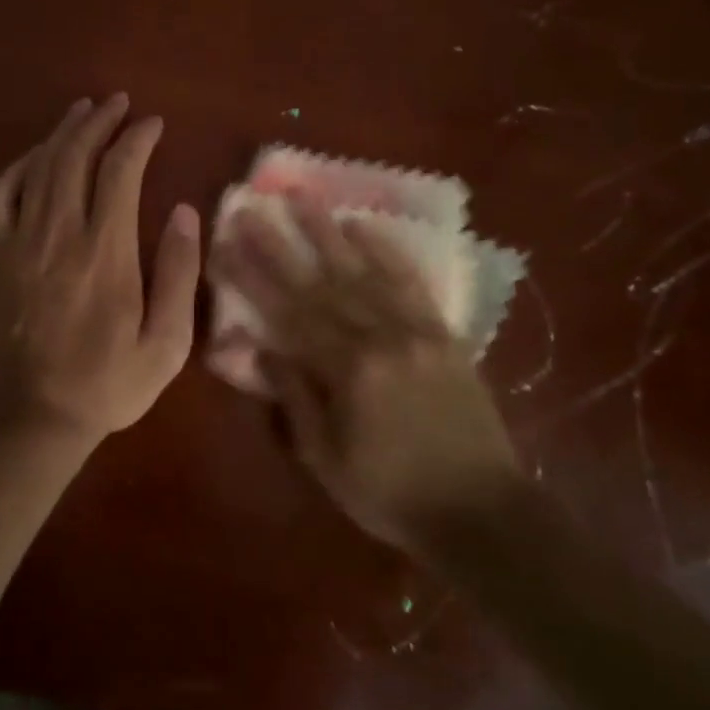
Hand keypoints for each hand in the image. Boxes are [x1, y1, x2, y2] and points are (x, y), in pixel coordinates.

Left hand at [0, 95, 201, 445]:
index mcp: (106, 253)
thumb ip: (177, 274)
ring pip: (39, 167)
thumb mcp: (165, 344)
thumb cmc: (107, 384)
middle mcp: (60, 234)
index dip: (137, 139)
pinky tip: (36, 155)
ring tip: (82, 110)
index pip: (120, 172)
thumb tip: (183, 212)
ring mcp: (21, 242)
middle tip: (119, 102)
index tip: (153, 123)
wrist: (32, 416)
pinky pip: (0, 195)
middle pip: (76, 157)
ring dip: (63, 132)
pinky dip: (18, 166)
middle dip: (99, 121)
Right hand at [210, 197, 518, 549]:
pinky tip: (364, 226)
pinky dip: (386, 250)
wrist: (483, 513)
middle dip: (280, 243)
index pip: (286, 312)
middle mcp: (379, 338)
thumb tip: (257, 347)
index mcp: (347, 371)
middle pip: (319, 282)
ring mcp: (415, 330)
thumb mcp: (326, 459)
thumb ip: (293, 397)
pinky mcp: (443, 333)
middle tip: (252, 208)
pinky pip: (411, 281)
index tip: (226, 244)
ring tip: (302, 197)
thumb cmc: (391, 494)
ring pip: (363, 270)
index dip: (252, 277)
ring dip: (328, 231)